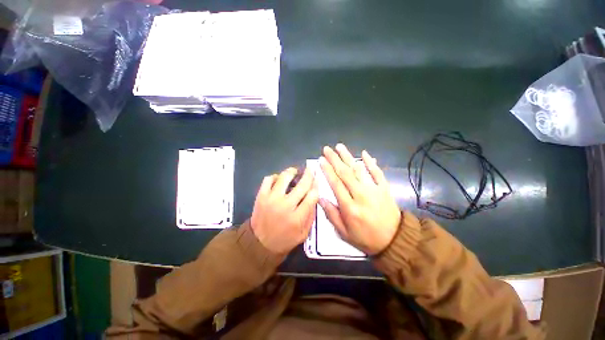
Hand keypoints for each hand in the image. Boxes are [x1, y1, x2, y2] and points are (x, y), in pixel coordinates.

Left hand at [251, 167, 317, 254]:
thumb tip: (315, 196)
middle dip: (309, 174)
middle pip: (302, 185)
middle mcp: (285, 206)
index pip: (312, 196)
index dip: (316, 186)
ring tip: (295, 171)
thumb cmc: (284, 240)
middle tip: (311, 169)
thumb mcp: (303, 233)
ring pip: (284, 177)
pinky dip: (275, 176)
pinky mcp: (261, 196)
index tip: (317, 180)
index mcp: (297, 218)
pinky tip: (279, 180)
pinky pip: (268, 179)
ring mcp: (271, 199)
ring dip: (292, 171)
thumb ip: (311, 215)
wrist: (259, 244)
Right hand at [319, 144, 400, 254]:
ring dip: (348, 157)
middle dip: (334, 159)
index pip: (335, 184)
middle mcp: (360, 195)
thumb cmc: (365, 238)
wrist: (394, 241)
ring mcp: (374, 190)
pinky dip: (370, 162)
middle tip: (326, 149)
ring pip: (359, 170)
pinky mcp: (384, 188)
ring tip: (339, 146)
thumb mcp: (344, 233)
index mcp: (349, 207)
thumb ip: (331, 215)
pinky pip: (377, 173)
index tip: (321, 160)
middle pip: (345, 173)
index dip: (327, 170)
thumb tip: (320, 199)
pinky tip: (364, 153)